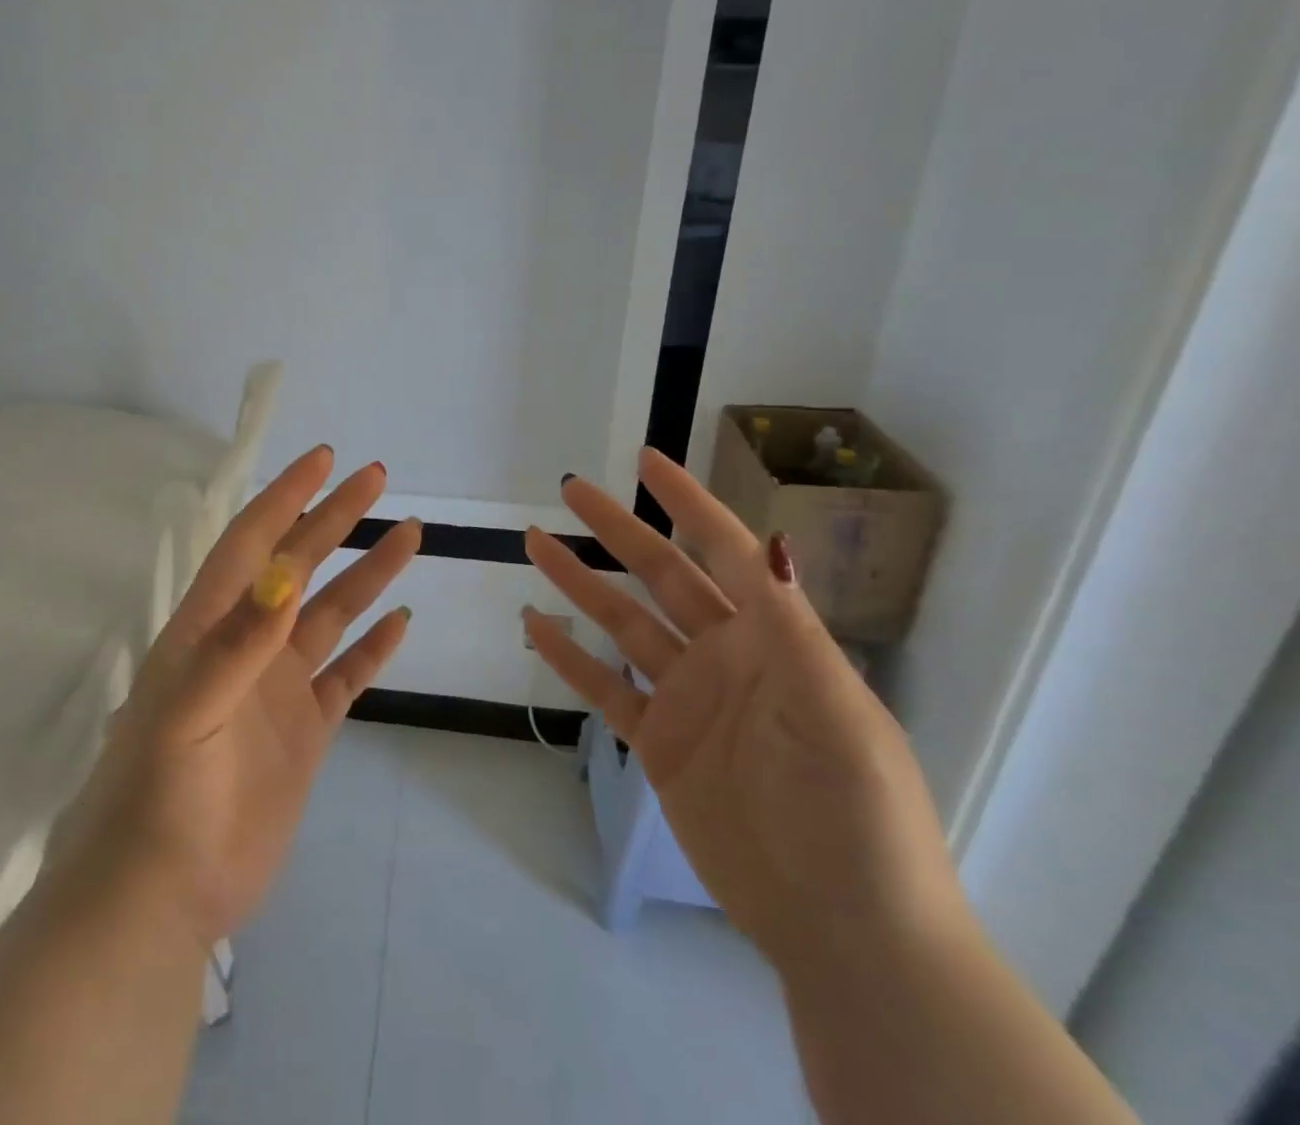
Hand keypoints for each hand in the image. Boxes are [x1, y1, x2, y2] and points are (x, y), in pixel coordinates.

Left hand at [51, 445, 421, 948]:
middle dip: (334, 519)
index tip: (322, 461)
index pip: (251, 543)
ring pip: (330, 614)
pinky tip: (400, 621)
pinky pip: (347, 675)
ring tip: (407, 535)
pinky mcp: (304, 731)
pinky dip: (374, 647)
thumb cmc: (162, 796)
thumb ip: (236, 643)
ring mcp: (278, 688)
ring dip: (366, 574)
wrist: (163, 896)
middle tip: (375, 478)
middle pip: (298, 566)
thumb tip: (282, 572)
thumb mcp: (189, 712)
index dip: (285, 498)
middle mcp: (247, 646)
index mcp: (210, 628)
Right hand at [524, 449, 966, 974]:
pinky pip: (605, 688)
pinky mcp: (660, 743)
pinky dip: (569, 658)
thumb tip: (772, 540)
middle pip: (661, 576)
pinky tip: (536, 628)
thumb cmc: (855, 814)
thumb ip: (793, 627)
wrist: (844, 931)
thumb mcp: (834, 713)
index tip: (646, 460)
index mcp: (773, 638)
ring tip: (537, 542)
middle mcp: (726, 656)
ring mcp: (688, 699)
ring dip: (580, 583)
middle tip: (571, 489)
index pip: (725, 551)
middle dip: (617, 530)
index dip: (687, 503)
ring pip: (623, 624)